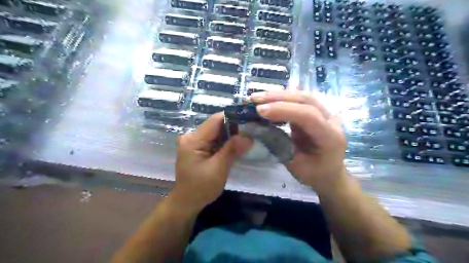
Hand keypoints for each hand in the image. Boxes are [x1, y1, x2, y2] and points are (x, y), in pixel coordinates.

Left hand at [171, 113, 252, 213]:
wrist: (187, 202)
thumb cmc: (201, 188)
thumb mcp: (219, 169)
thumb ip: (232, 150)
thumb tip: (248, 137)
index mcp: (193, 140)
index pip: (215, 120)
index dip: (233, 118)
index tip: (249, 122)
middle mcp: (191, 137)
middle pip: (216, 125)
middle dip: (233, 129)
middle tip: (251, 133)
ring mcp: (193, 142)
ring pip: (216, 132)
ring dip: (230, 136)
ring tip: (246, 139)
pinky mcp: (197, 148)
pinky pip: (213, 140)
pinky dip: (224, 142)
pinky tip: (235, 146)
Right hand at [251, 91, 344, 192]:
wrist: (330, 174)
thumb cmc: (314, 174)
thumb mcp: (295, 165)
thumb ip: (279, 145)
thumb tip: (258, 128)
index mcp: (330, 136)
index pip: (308, 115)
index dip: (283, 110)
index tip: (260, 111)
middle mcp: (331, 120)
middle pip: (306, 100)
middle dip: (278, 98)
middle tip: (254, 99)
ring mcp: (325, 113)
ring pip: (302, 96)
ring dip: (278, 95)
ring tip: (257, 97)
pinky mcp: (317, 112)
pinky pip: (299, 100)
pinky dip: (282, 98)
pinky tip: (269, 98)